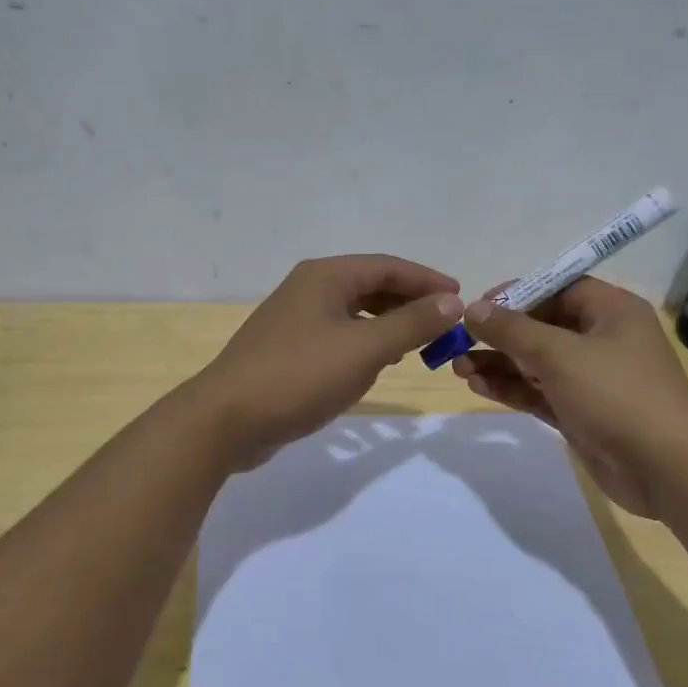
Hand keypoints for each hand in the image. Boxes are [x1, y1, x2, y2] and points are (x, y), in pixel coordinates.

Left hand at [192, 255, 463, 468]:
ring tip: (419, 344)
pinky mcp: (288, 351)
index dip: (427, 280)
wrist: (226, 420)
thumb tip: (452, 301)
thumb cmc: (299, 376)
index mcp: (325, 277)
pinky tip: (378, 364)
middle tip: (444, 324)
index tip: (461, 298)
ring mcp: (295, 321)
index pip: (388, 266)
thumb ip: (411, 323)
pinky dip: (365, 343)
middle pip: (370, 286)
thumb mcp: (364, 349)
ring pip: (354, 313)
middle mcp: (309, 289)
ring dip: (389, 324)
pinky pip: (339, 336)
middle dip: (410, 302)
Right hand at [452, 277, 687, 517]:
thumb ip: (512, 330)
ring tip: (457, 367)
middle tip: (459, 341)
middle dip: (500, 335)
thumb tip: (473, 308)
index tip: (478, 307)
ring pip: (536, 362)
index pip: (558, 289)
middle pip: (542, 326)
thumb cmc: (616, 394)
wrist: (665, 469)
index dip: (517, 294)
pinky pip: (539, 392)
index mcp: (611, 311)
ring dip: (499, 364)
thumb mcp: (559, 354)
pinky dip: (512, 388)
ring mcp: (591, 379)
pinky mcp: (581, 412)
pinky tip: (478, 386)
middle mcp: (602, 339)